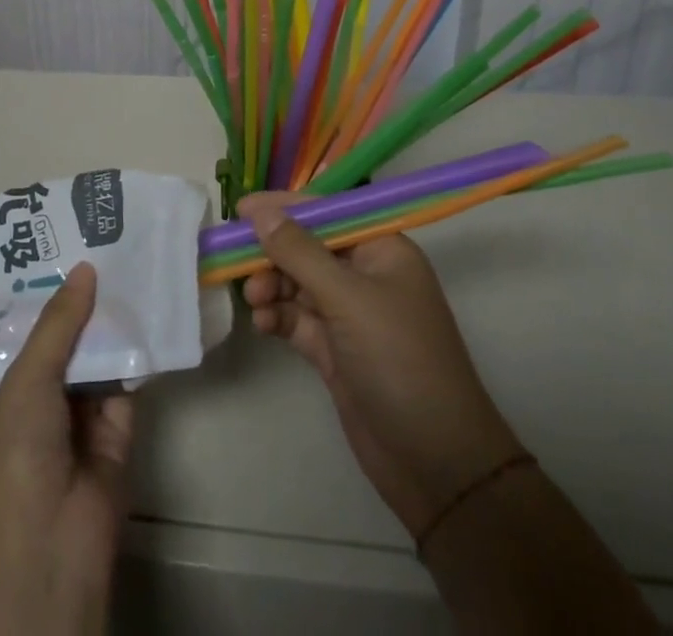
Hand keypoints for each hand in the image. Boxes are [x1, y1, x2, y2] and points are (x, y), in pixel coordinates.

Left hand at [0, 262, 132, 635]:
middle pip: (72, 342)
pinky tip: (154, 313)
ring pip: (103, 360)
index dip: (53, 295)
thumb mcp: (28, 381)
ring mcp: (84, 419)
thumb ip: (59, 326)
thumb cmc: (19, 457)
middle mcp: (48, 400)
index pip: (35, 333)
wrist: (50, 550)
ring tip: (137, 267)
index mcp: (14, 391)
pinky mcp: (120, 434)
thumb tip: (85, 269)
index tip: (73, 249)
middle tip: (113, 248)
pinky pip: (130, 386)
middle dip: (89, 303)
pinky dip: (141, 356)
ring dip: (117, 325)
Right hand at [238, 192, 524, 538]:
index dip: (285, 207)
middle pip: (308, 247)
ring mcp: (350, 314)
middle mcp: (366, 275)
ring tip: (254, 301)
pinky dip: (278, 317)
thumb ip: (299, 252)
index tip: (241, 209)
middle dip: (273, 253)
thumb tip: (259, 211)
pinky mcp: (335, 350)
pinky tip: (263, 325)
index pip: (328, 212)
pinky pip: (297, 319)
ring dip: (271, 286)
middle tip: (237, 262)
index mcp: (382, 250)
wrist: (435, 464)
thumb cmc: (398, 360)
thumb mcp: (347, 299)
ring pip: (298, 283)